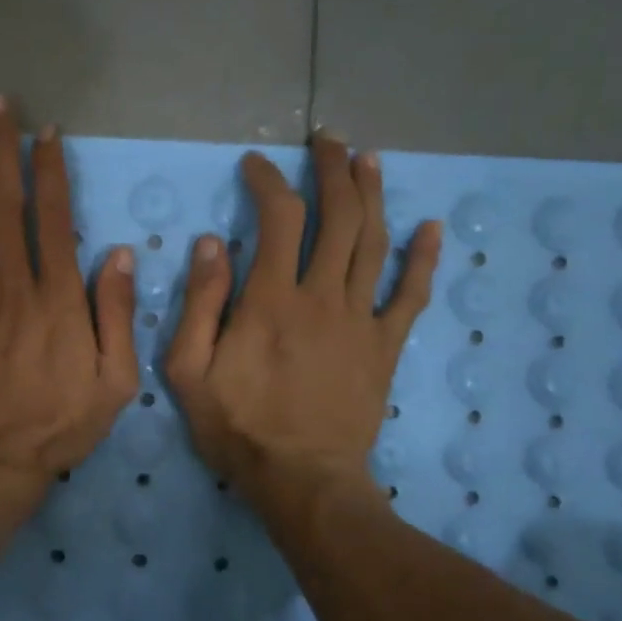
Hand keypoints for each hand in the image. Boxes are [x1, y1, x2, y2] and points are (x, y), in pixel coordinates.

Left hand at [0, 96, 139, 510]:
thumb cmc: (58, 425)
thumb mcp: (114, 381)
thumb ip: (118, 316)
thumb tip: (121, 255)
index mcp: (58, 297)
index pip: (55, 218)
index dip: (51, 171)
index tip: (47, 133)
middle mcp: (13, 283)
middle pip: (6, 204)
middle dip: (3, 150)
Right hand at [164, 134, 441, 507]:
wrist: (301, 479)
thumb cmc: (238, 427)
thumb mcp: (189, 371)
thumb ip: (200, 305)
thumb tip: (211, 244)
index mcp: (271, 300)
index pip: (279, 218)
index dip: (269, 181)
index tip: (256, 164)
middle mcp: (322, 297)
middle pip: (339, 217)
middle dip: (333, 170)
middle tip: (328, 141)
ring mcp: (361, 320)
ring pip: (375, 243)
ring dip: (374, 195)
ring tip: (369, 160)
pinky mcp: (385, 346)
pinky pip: (412, 295)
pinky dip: (424, 259)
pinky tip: (431, 227)